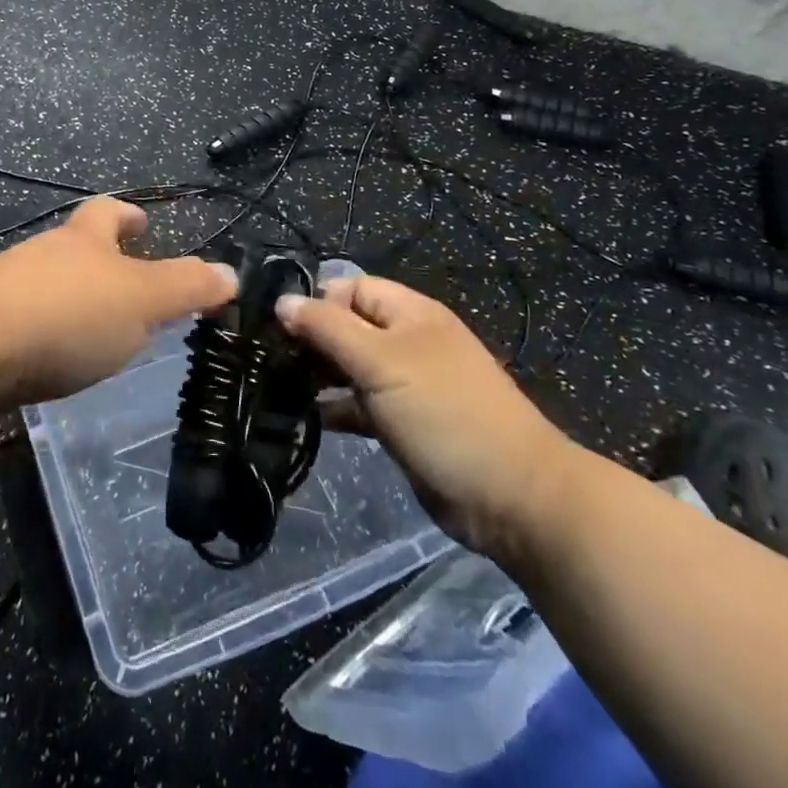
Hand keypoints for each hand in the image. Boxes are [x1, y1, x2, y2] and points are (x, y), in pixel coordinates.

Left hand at [0, 198, 238, 406]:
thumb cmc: (64, 315)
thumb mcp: (139, 300)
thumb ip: (185, 287)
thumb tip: (230, 273)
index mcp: (82, 241)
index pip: (106, 211)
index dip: (127, 214)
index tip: (142, 222)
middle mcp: (42, 256)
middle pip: (74, 247)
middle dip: (101, 260)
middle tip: (130, 288)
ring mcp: (6, 291)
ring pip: (48, 286)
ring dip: (74, 300)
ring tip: (99, 331)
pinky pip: (25, 323)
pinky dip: (47, 334)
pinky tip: (55, 362)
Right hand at [276, 276, 579, 559]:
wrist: (512, 498)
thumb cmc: (444, 413)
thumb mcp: (380, 362)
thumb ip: (327, 328)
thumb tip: (282, 300)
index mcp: (410, 314)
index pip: (352, 288)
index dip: (318, 302)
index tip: (283, 330)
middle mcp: (407, 342)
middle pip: (349, 326)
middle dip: (313, 339)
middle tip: (275, 361)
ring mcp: (407, 386)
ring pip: (352, 367)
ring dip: (320, 375)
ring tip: (281, 388)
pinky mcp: (403, 425)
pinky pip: (360, 405)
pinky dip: (336, 408)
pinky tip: (307, 418)